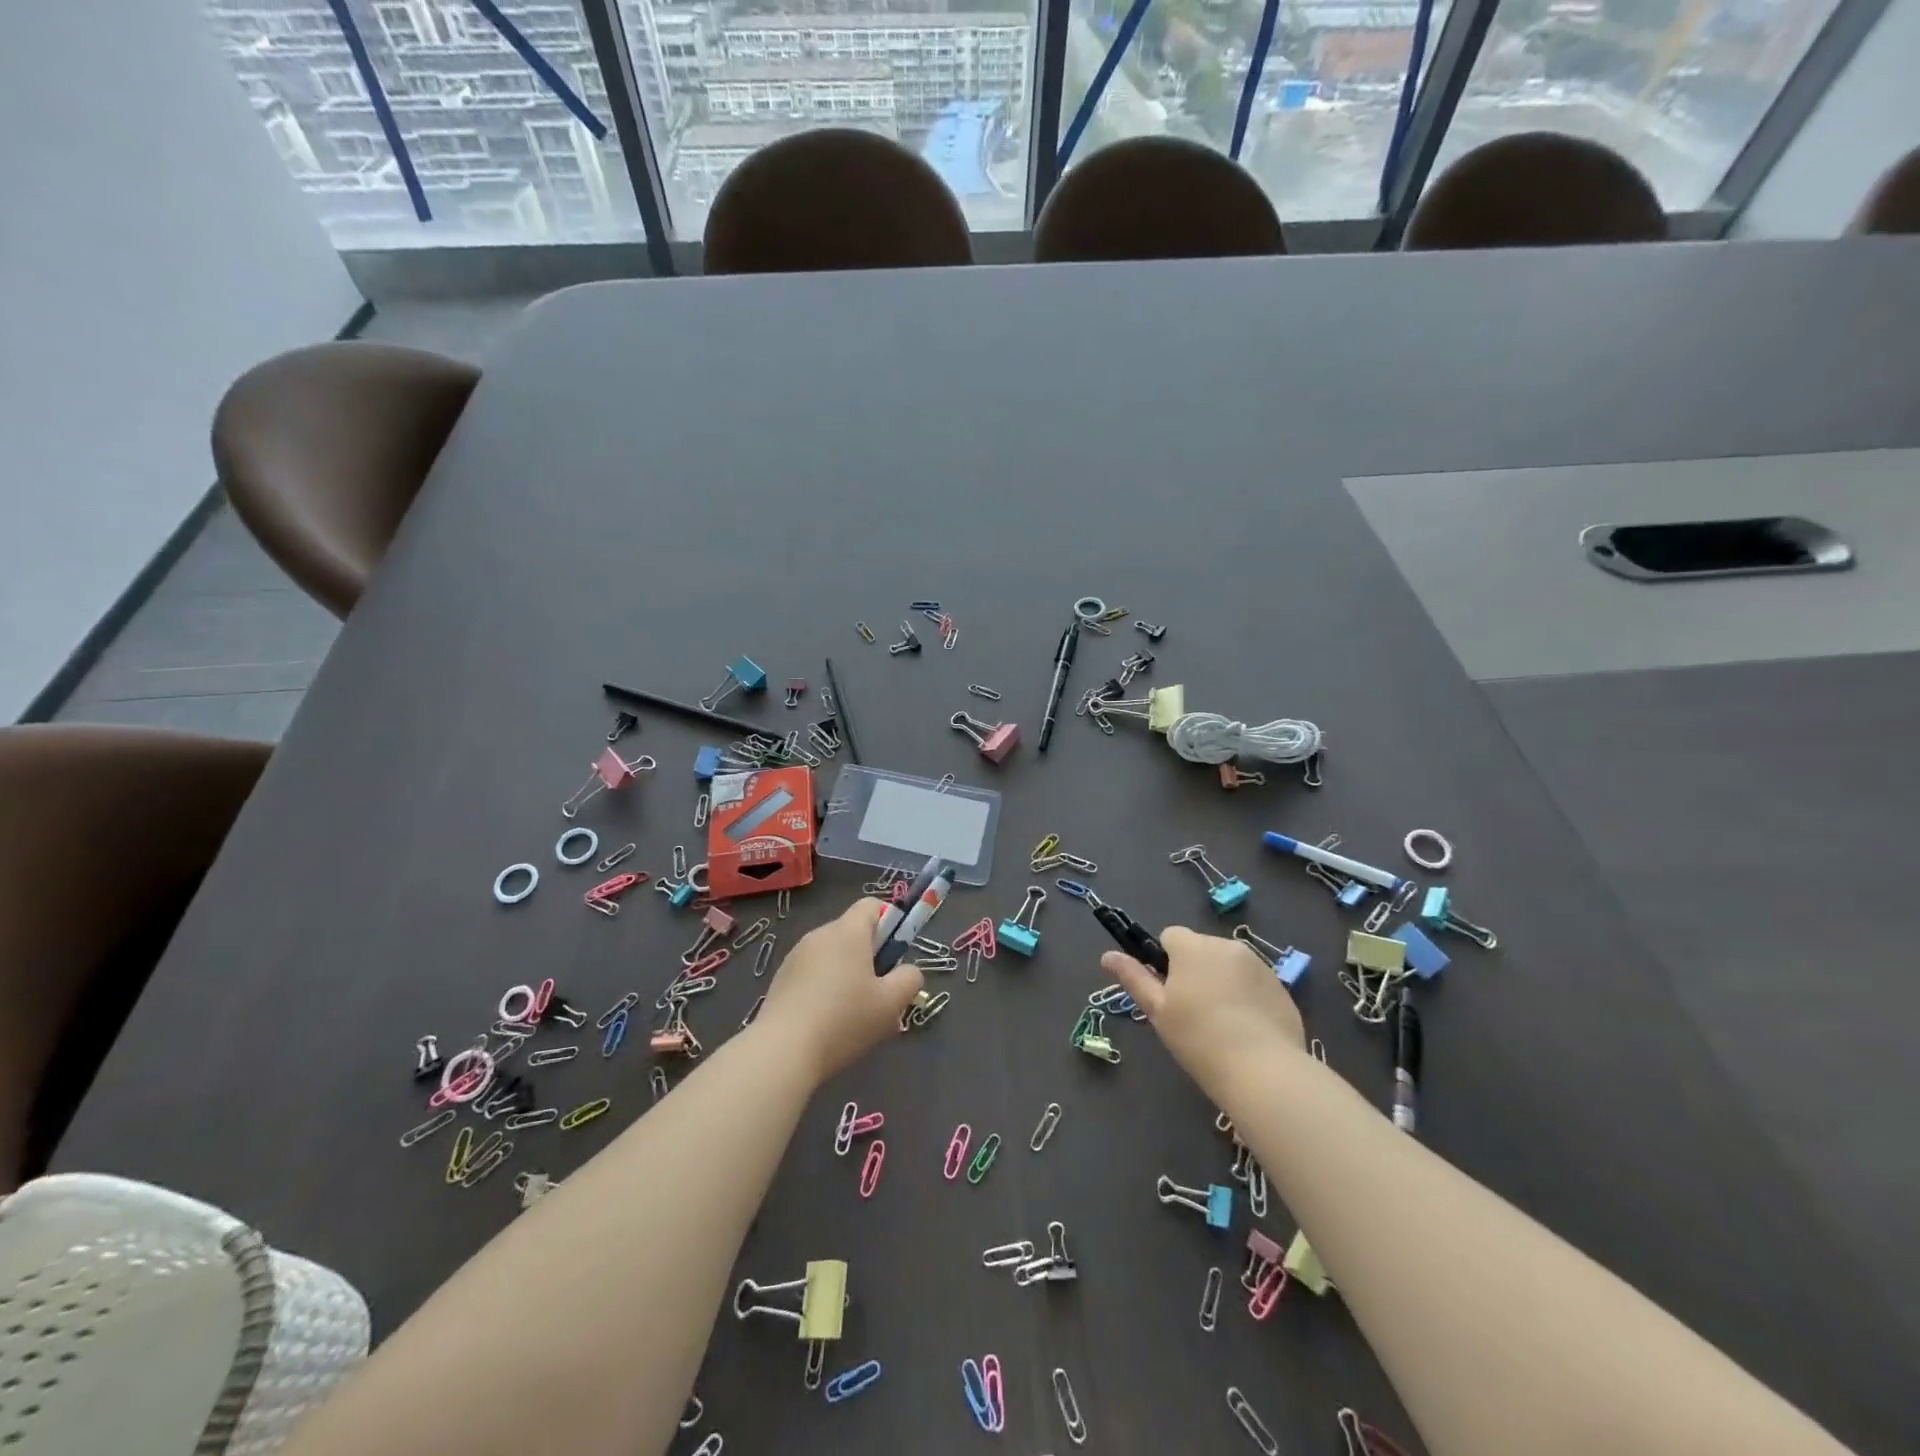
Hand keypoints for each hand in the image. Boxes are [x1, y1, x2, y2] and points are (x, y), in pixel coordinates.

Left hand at [757, 899, 923, 1086]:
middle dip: (870, 956)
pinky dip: (824, 989)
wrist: (782, 1052)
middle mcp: (819, 935)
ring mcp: (795, 957)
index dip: (890, 923)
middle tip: (880, 994)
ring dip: (847, 975)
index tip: (895, 956)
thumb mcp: (891, 1004)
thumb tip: (907, 971)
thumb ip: (909, 979)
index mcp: (847, 932)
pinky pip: (812, 974)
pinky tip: (826, 1024)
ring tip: (853, 1016)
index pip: (871, 905)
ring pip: (832, 956)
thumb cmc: (844, 1020)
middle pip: (852, 933)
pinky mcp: (780, 980)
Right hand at [1104, 927, 1304, 1098]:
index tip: (1169, 993)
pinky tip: (1246, 1028)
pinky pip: (1252, 981)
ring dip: (1220, 980)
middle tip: (1192, 1011)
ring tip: (1221, 1022)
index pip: (1170, 936)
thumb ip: (1133, 978)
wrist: (1264, 1071)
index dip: (1165, 961)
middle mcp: (1226, 945)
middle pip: (1200, 948)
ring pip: (1227, 964)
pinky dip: (1245, 995)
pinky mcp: (1279, 986)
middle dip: (1193, 970)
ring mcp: (1258, 964)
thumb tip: (1107, 956)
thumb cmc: (1199, 1039)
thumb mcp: (1157, 1011)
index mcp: (1192, 947)